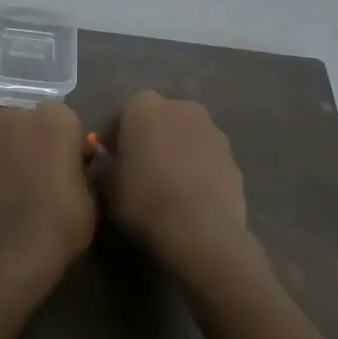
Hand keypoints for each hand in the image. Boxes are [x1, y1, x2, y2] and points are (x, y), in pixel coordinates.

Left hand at [0, 102, 97, 311]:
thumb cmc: (61, 225)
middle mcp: (13, 116)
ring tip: (3, 187)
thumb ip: (82, 171)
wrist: (6, 256)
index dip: (64, 143)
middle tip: (34, 175)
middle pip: (21, 122)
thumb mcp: (91, 199)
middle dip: (26, 141)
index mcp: (54, 119)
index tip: (67, 167)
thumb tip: (77, 168)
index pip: (63, 120)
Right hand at [100, 92, 250, 273]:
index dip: (113, 141)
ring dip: (175, 152)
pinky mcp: (233, 157)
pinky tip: (190, 197)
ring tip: (167, 186)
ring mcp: (212, 130)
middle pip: (158, 121)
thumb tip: (106, 165)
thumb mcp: (107, 186)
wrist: (200, 231)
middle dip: (148, 139)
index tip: (108, 163)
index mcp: (143, 106)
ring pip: (185, 137)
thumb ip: (105, 167)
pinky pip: (206, 158)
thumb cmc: (144, 199)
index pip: (121, 117)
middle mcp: (181, 107)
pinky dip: (197, 169)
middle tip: (138, 170)